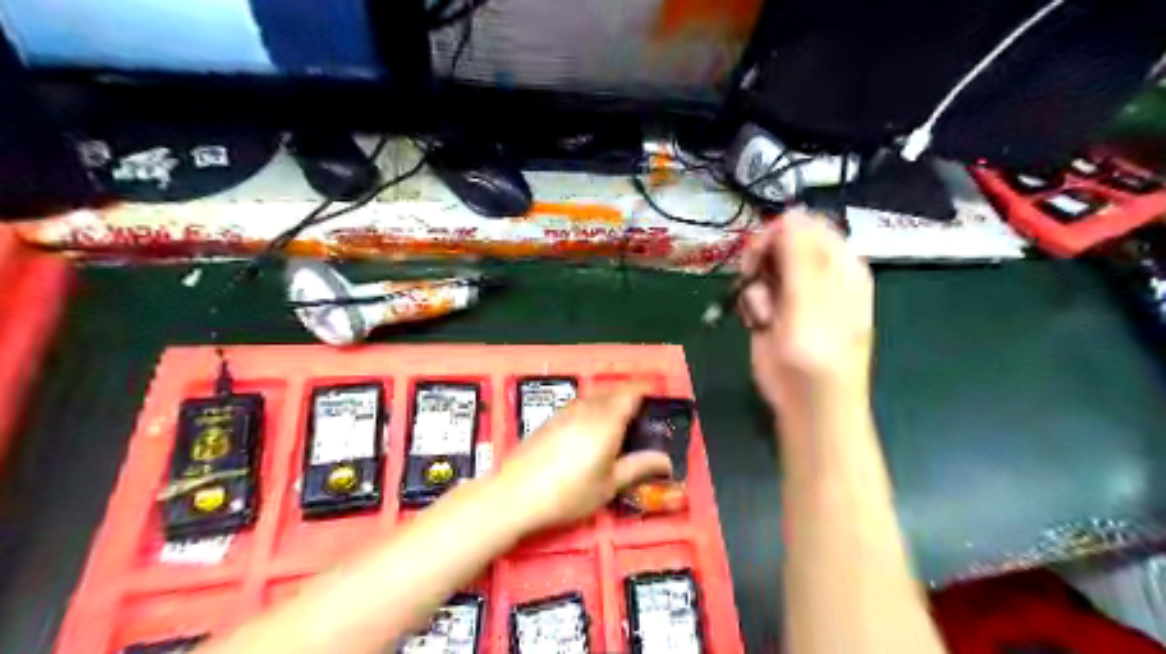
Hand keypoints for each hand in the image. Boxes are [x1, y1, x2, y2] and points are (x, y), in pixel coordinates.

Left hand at [493, 386, 675, 534]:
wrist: (515, 494)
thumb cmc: (569, 493)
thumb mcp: (609, 485)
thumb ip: (638, 467)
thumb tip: (667, 461)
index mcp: (607, 420)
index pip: (632, 392)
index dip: (647, 392)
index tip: (658, 402)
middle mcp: (587, 408)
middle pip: (614, 392)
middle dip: (630, 399)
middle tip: (642, 420)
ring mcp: (566, 411)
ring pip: (595, 397)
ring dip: (610, 403)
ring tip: (618, 427)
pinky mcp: (550, 419)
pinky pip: (580, 405)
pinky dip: (592, 410)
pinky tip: (590, 433)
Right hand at [735, 210, 874, 413]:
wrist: (806, 402)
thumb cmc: (817, 353)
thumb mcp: (810, 300)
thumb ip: (799, 255)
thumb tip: (791, 212)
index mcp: (838, 265)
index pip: (807, 226)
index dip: (780, 233)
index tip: (761, 251)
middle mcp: (816, 274)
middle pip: (780, 243)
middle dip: (761, 260)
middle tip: (753, 278)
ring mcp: (792, 293)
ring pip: (761, 268)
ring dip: (754, 287)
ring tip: (764, 313)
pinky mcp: (772, 311)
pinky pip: (752, 291)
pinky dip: (750, 305)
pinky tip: (758, 323)